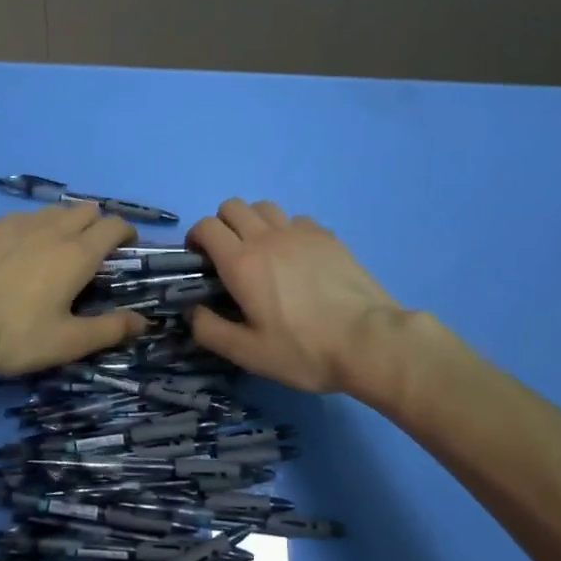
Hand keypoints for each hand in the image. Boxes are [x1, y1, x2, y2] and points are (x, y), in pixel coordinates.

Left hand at [0, 204, 148, 374]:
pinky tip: (22, 251)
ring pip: (55, 210)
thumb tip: (144, 321)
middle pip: (87, 210)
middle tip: (93, 254)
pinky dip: (35, 227)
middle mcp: (53, 229)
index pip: (114, 225)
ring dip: (67, 223)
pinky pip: (25, 216)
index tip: (127, 249)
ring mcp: (19, 223)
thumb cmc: (15, 334)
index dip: (127, 233)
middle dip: (98, 224)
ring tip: (58, 251)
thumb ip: (109, 329)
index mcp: (77, 253)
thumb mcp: (66, 342)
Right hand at [187, 198, 401, 392]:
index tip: (200, 259)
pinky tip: (296, 256)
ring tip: (261, 250)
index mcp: (242, 262)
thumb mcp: (248, 354)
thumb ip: (210, 330)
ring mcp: (300, 232)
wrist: (369, 341)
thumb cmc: (304, 350)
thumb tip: (191, 310)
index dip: (196, 237)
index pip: (207, 226)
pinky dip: (286, 230)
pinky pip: (296, 219)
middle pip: (233, 206)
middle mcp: (267, 237)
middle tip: (228, 255)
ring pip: (264, 206)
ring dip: (253, 221)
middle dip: (222, 224)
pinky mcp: (327, 236)